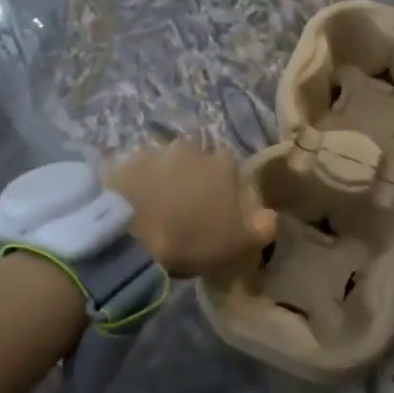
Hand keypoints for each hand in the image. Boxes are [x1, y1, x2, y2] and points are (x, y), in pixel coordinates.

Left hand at [104, 142, 276, 283]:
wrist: (128, 236)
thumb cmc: (191, 239)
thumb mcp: (239, 244)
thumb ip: (263, 227)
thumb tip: (271, 215)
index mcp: (223, 164)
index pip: (231, 170)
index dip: (225, 191)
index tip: (217, 214)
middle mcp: (191, 148)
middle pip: (197, 162)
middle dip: (193, 180)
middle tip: (184, 211)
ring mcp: (153, 152)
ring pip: (165, 165)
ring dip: (163, 181)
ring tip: (155, 211)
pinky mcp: (122, 163)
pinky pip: (135, 174)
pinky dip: (136, 186)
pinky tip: (132, 209)